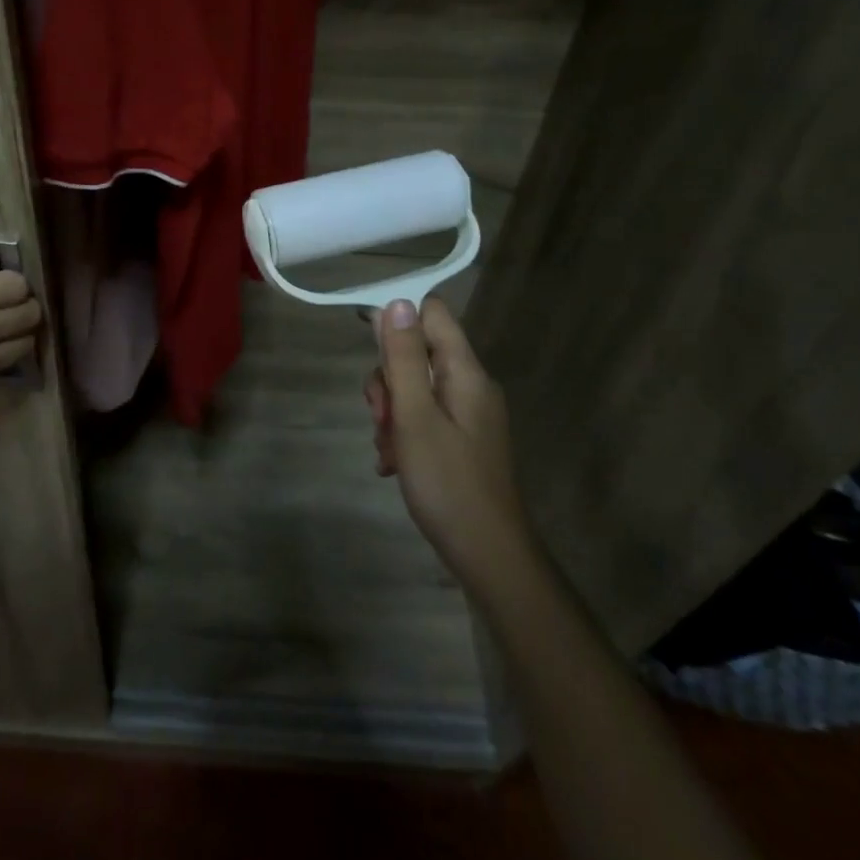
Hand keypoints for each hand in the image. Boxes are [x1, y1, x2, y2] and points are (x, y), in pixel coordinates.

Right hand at [365, 297, 532, 601]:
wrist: (489, 556)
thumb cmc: (448, 483)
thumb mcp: (415, 417)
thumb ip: (402, 359)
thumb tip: (397, 302)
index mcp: (465, 372)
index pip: (432, 313)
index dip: (398, 320)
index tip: (370, 349)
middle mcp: (469, 384)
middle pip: (416, 352)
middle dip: (388, 381)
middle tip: (380, 417)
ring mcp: (466, 413)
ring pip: (413, 387)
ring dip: (391, 412)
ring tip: (386, 449)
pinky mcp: (460, 438)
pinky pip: (423, 416)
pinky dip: (403, 433)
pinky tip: (392, 463)